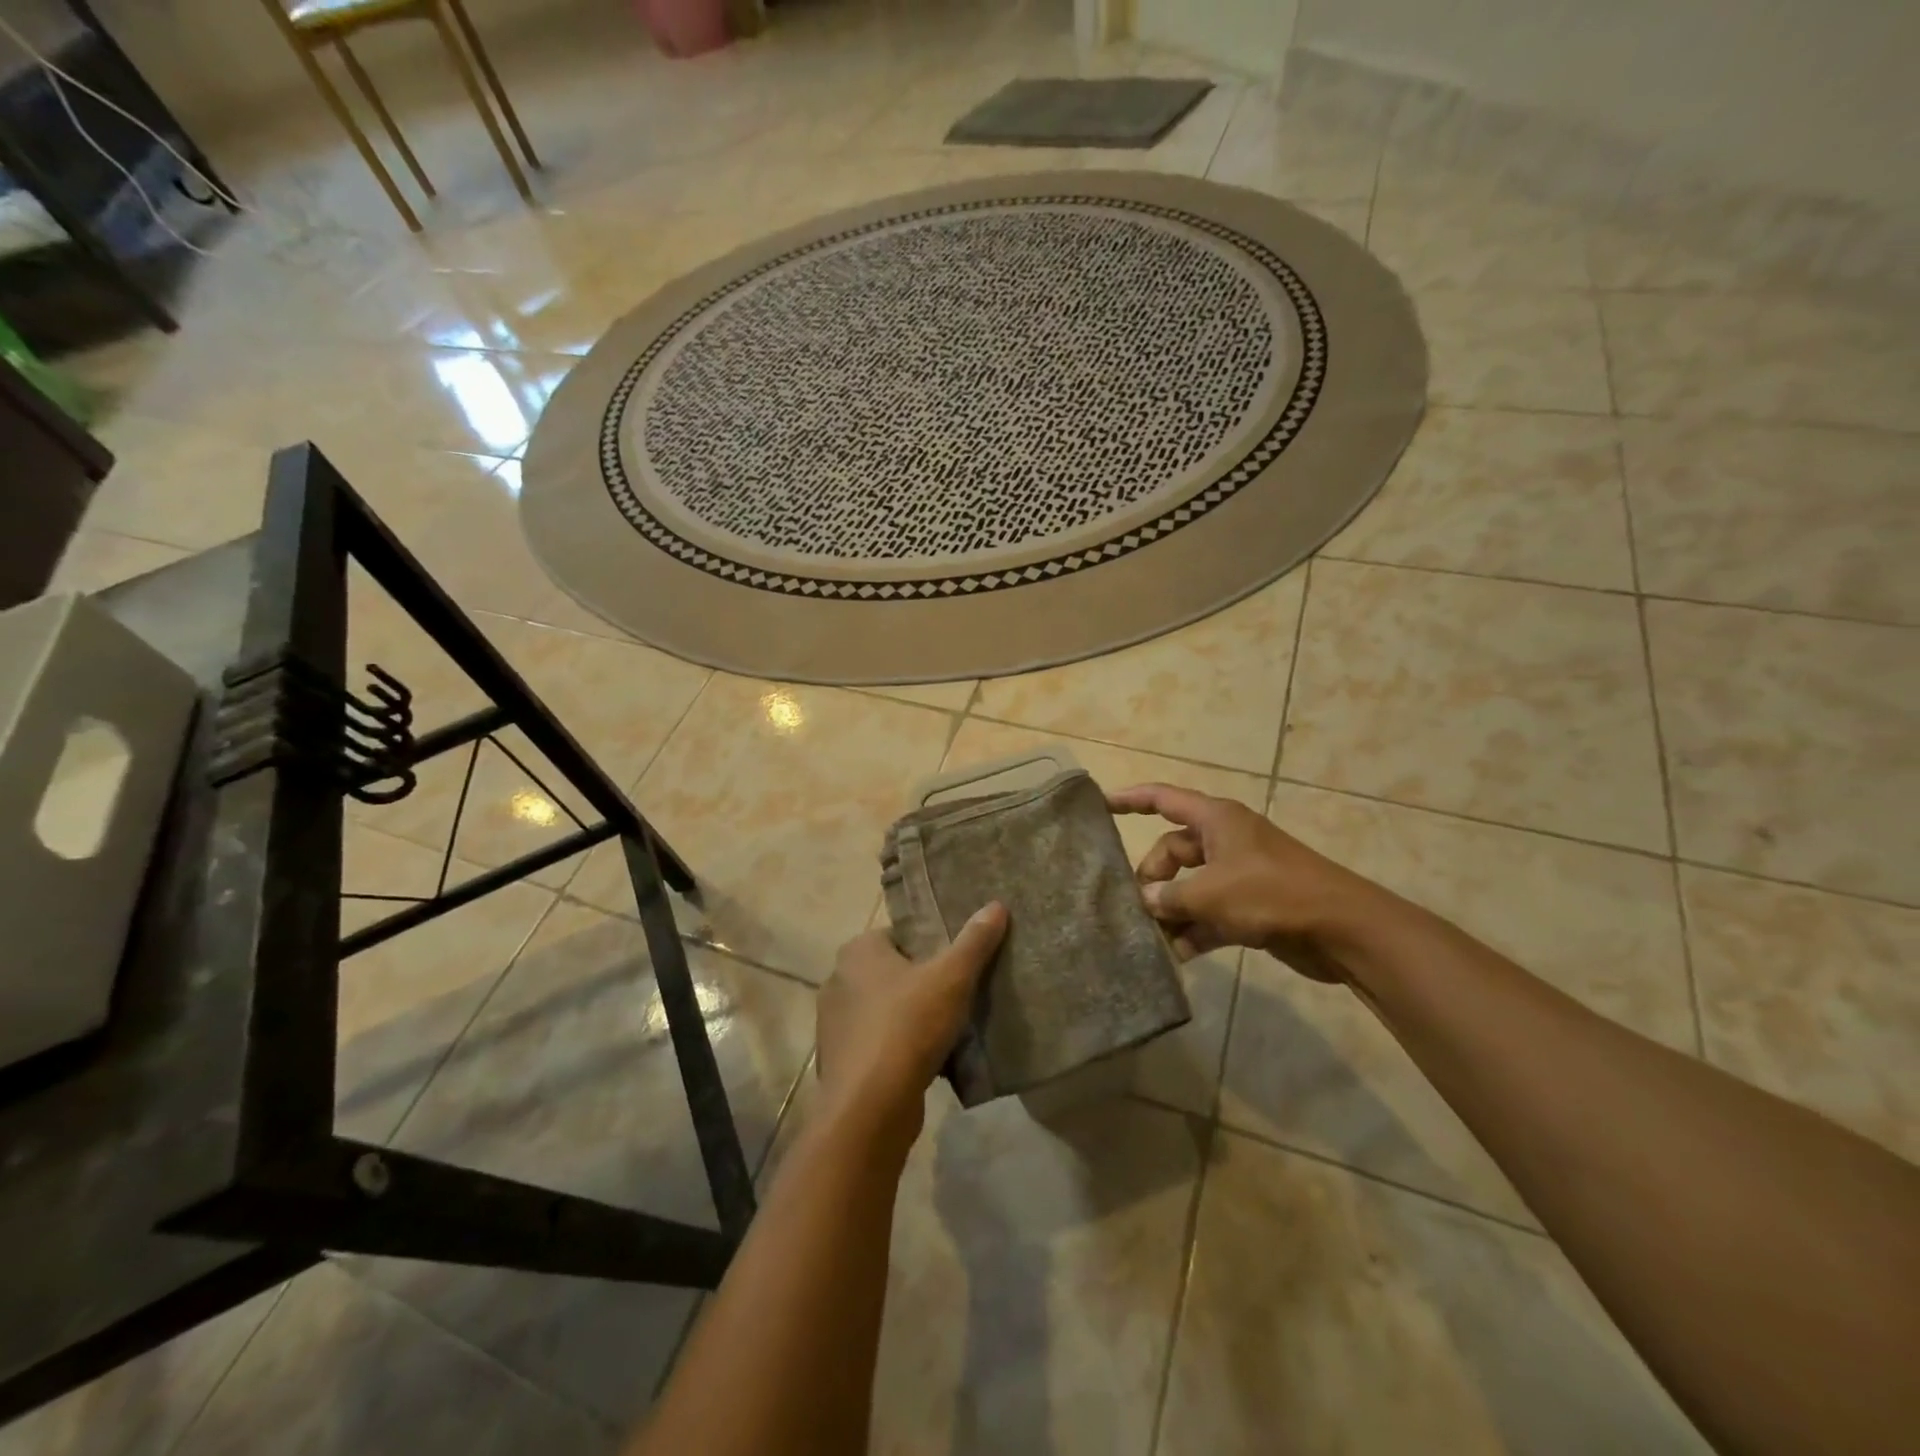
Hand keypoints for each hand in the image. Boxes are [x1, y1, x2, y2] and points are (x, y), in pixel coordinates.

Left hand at [817, 903, 1008, 1155]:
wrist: (870, 1107)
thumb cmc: (908, 1026)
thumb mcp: (951, 978)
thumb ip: (974, 941)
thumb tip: (996, 905)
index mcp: (857, 951)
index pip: (899, 934)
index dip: (930, 944)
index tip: (957, 959)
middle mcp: (838, 980)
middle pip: (892, 972)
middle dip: (922, 981)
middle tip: (960, 991)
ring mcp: (834, 1024)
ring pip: (885, 1010)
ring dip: (911, 1017)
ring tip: (949, 1027)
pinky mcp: (840, 1061)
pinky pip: (878, 1043)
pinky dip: (899, 1048)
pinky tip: (928, 1060)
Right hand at [1109, 783, 1374, 980]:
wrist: (1341, 929)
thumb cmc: (1271, 894)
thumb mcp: (1211, 893)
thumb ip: (1170, 896)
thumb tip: (1145, 900)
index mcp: (1216, 820)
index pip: (1163, 799)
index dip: (1130, 799)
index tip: (1100, 805)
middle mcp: (1225, 841)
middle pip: (1173, 851)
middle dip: (1153, 878)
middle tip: (1137, 908)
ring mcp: (1239, 874)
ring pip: (1190, 886)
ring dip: (1171, 910)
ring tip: (1148, 937)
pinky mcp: (1251, 906)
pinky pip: (1210, 913)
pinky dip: (1194, 930)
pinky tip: (1176, 956)